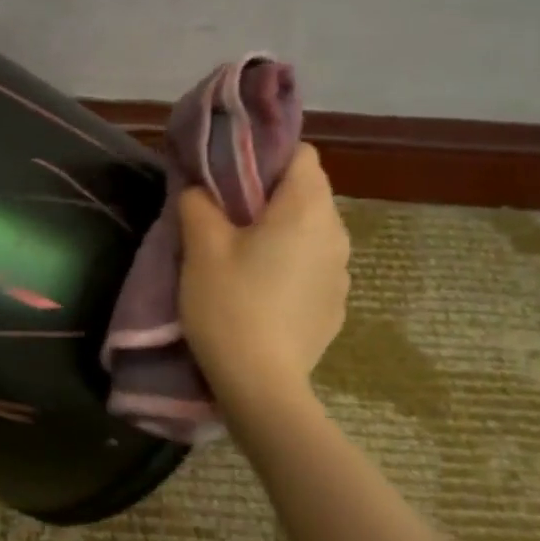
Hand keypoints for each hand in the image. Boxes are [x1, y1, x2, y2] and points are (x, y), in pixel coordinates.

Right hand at [177, 144, 350, 404]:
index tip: (232, 174)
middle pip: (308, 191)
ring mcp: (341, 272)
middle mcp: (335, 233)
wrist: (261, 385)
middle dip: (270, 194)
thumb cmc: (230, 305)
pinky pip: (314, 264)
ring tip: (242, 252)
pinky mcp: (336, 304)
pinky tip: (262, 289)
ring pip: (312, 229)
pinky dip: (292, 263)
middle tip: (227, 213)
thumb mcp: (201, 247)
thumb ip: (198, 202)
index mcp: (306, 209)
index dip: (267, 156)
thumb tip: (200, 188)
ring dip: (282, 229)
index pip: (302, 154)